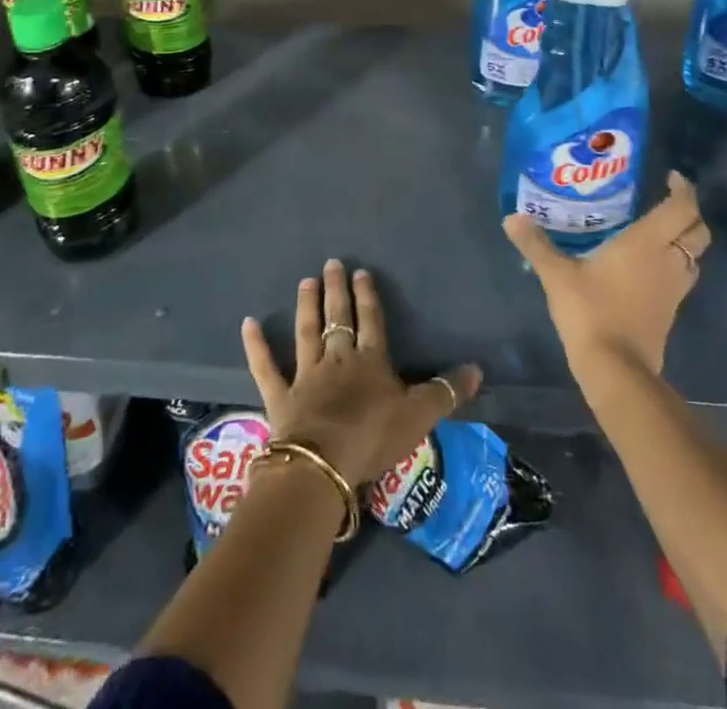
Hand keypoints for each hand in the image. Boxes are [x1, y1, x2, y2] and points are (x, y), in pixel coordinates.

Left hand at [241, 259, 482, 484]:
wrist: (324, 463)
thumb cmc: (373, 436)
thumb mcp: (420, 415)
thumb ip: (446, 391)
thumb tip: (478, 368)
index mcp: (370, 361)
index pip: (371, 321)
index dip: (368, 296)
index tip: (361, 272)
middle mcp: (338, 359)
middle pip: (338, 318)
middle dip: (336, 291)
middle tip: (331, 264)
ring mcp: (306, 375)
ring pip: (306, 332)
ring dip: (306, 306)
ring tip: (305, 281)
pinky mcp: (281, 396)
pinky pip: (266, 367)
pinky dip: (257, 345)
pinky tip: (248, 323)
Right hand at [504, 171, 708, 378]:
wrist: (616, 368)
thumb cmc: (590, 311)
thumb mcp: (557, 274)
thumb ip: (536, 244)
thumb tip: (512, 217)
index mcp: (647, 243)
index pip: (682, 208)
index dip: (683, 190)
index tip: (670, 178)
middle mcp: (669, 260)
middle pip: (698, 231)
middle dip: (689, 213)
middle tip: (664, 203)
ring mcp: (674, 289)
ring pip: (694, 256)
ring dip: (683, 240)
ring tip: (656, 232)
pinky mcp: (670, 311)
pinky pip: (682, 276)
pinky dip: (674, 263)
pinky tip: (647, 265)